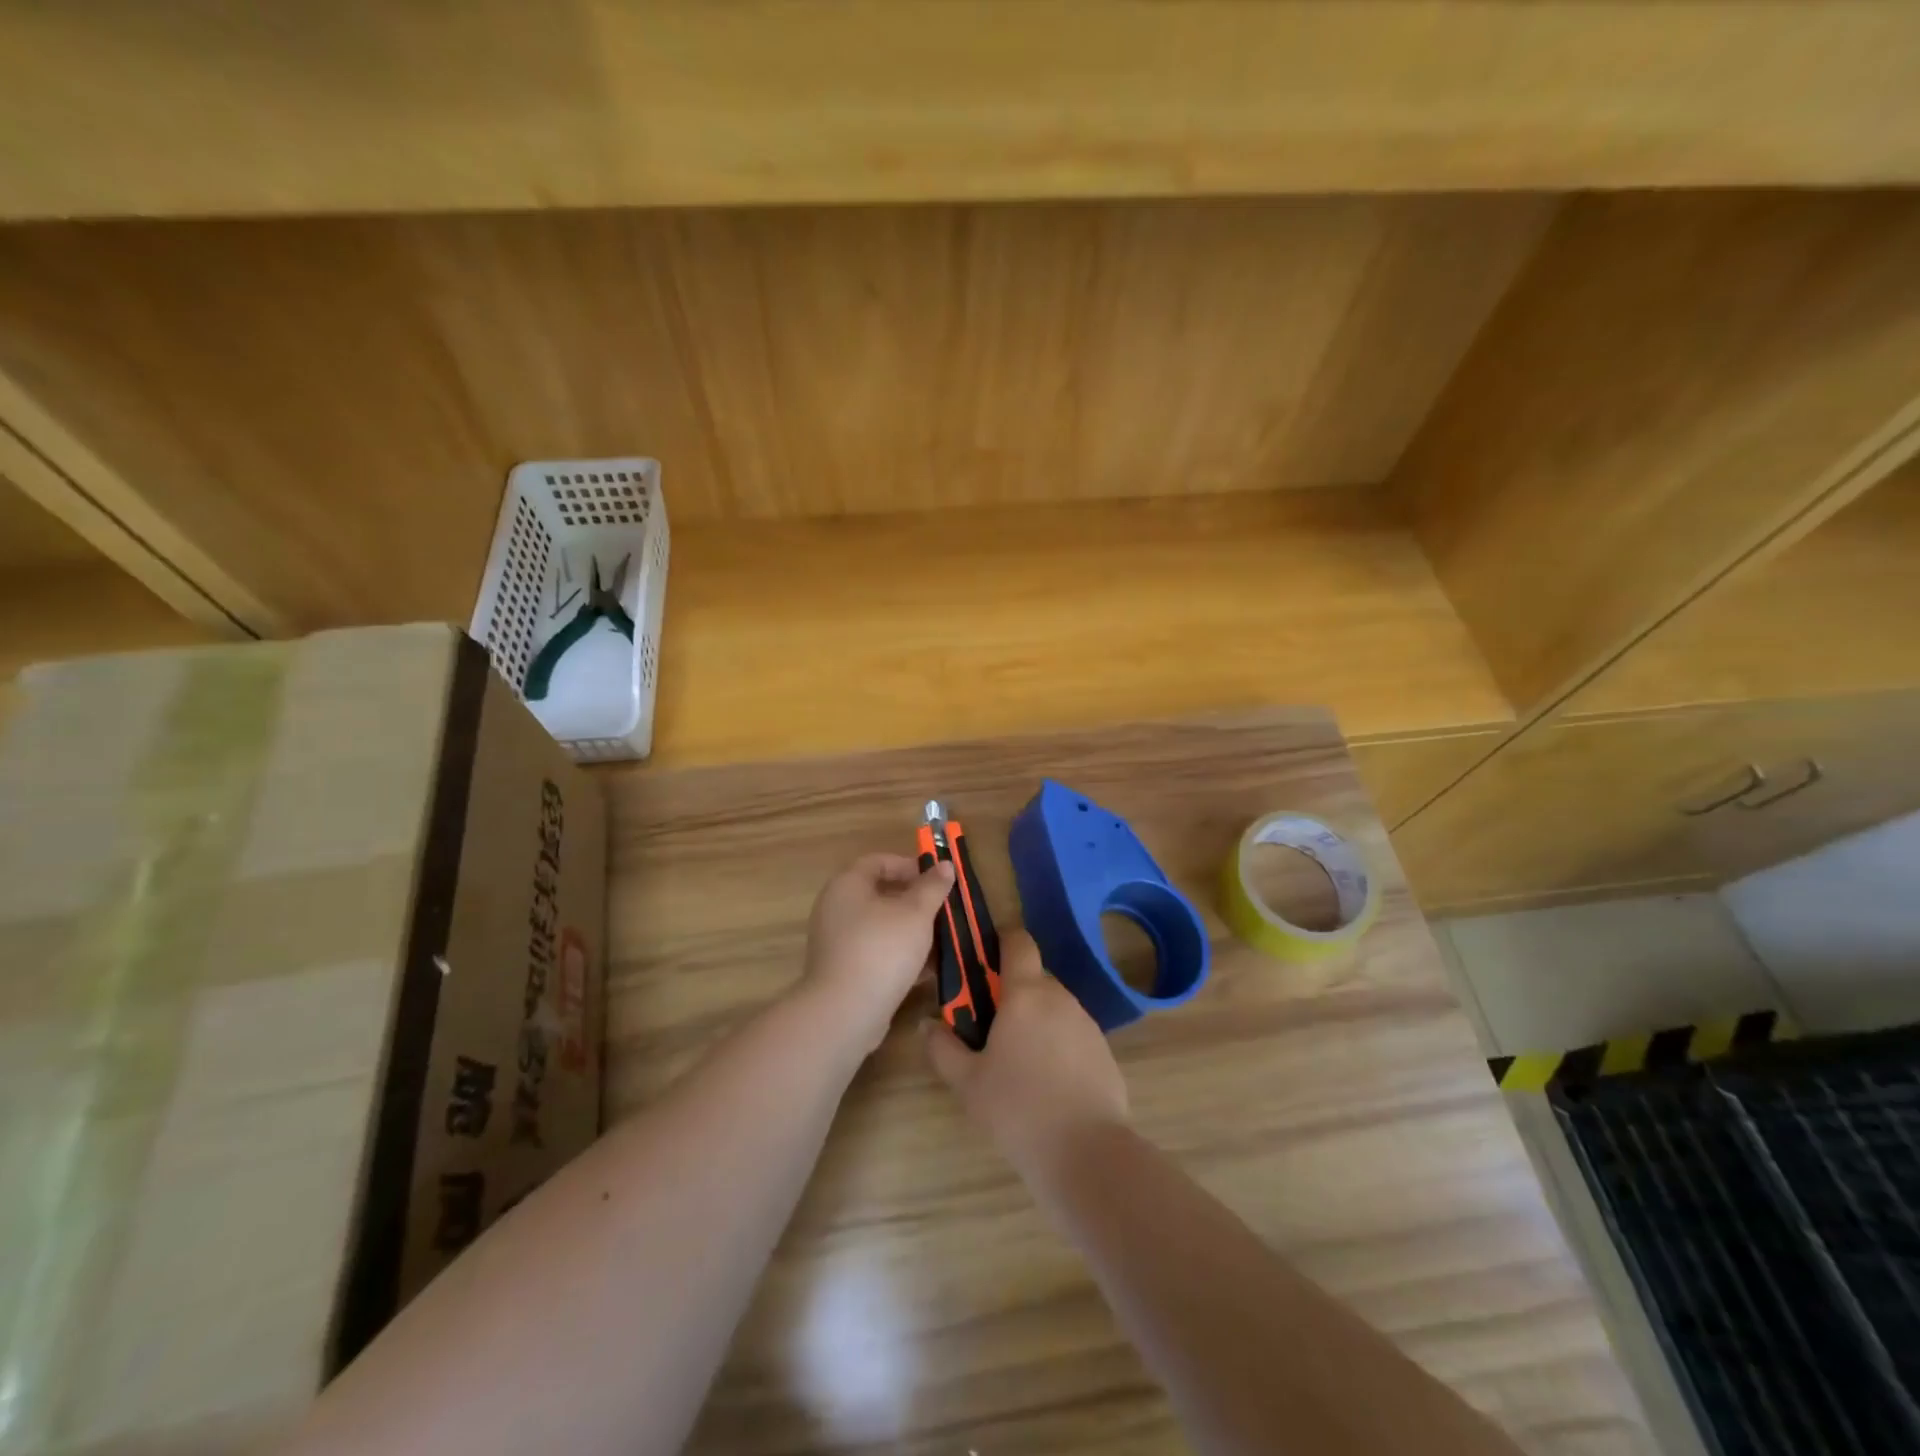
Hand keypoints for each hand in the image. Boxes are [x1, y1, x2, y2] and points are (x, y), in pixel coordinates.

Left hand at [802, 853, 955, 1055]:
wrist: (845, 1013)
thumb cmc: (882, 949)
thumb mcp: (916, 913)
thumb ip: (932, 887)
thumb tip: (946, 864)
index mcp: (847, 885)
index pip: (878, 861)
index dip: (908, 865)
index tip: (936, 879)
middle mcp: (836, 909)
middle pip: (879, 894)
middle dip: (914, 901)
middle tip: (942, 909)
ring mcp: (837, 942)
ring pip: (880, 926)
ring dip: (910, 930)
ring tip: (942, 940)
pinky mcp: (843, 971)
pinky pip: (875, 952)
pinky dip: (899, 955)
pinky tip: (927, 969)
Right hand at [924, 929, 1128, 1172]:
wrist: (1087, 1153)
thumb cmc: (1018, 1109)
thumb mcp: (967, 1083)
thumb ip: (942, 1048)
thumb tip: (927, 1024)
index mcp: (1026, 993)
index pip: (1018, 941)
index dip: (1002, 941)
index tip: (983, 961)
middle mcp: (1060, 997)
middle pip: (1034, 978)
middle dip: (1012, 993)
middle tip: (989, 1027)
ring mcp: (1086, 1024)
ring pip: (1054, 1007)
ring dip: (1035, 1020)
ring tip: (1017, 1062)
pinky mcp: (1104, 1051)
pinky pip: (1073, 1034)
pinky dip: (1057, 1045)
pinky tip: (1047, 1084)